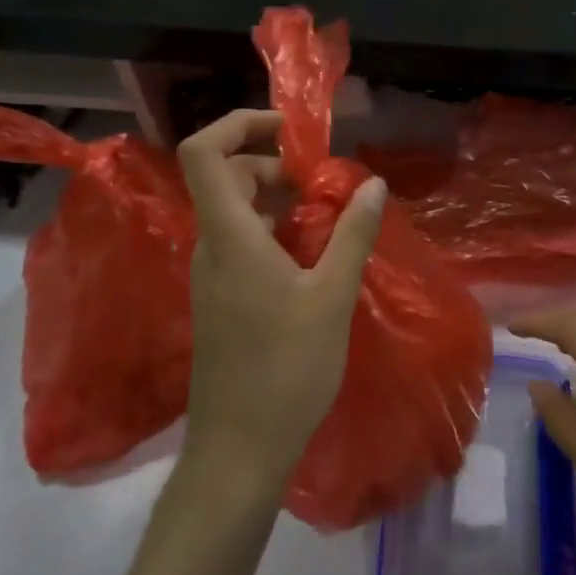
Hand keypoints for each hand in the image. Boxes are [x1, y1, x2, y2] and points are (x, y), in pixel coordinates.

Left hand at [177, 109, 386, 490]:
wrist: (240, 449)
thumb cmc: (286, 370)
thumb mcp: (332, 297)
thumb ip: (352, 234)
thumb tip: (373, 183)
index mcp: (230, 238)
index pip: (203, 153)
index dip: (239, 125)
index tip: (290, 132)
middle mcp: (211, 248)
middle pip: (226, 177)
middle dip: (273, 164)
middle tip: (324, 183)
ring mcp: (212, 276)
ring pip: (235, 212)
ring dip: (277, 199)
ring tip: (328, 217)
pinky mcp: (221, 299)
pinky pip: (242, 243)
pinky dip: (274, 231)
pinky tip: (313, 257)